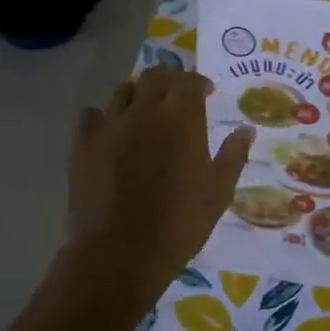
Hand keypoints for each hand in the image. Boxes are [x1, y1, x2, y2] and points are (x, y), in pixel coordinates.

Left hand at [57, 66, 252, 314]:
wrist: (120, 254)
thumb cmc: (180, 223)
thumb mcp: (219, 191)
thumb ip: (233, 155)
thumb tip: (246, 129)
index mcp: (181, 117)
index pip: (189, 80)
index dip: (199, 82)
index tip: (206, 93)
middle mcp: (144, 110)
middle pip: (155, 76)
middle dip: (169, 80)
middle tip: (177, 97)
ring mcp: (110, 124)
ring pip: (123, 91)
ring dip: (138, 94)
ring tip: (145, 112)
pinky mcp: (83, 144)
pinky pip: (92, 115)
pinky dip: (104, 116)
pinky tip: (111, 131)